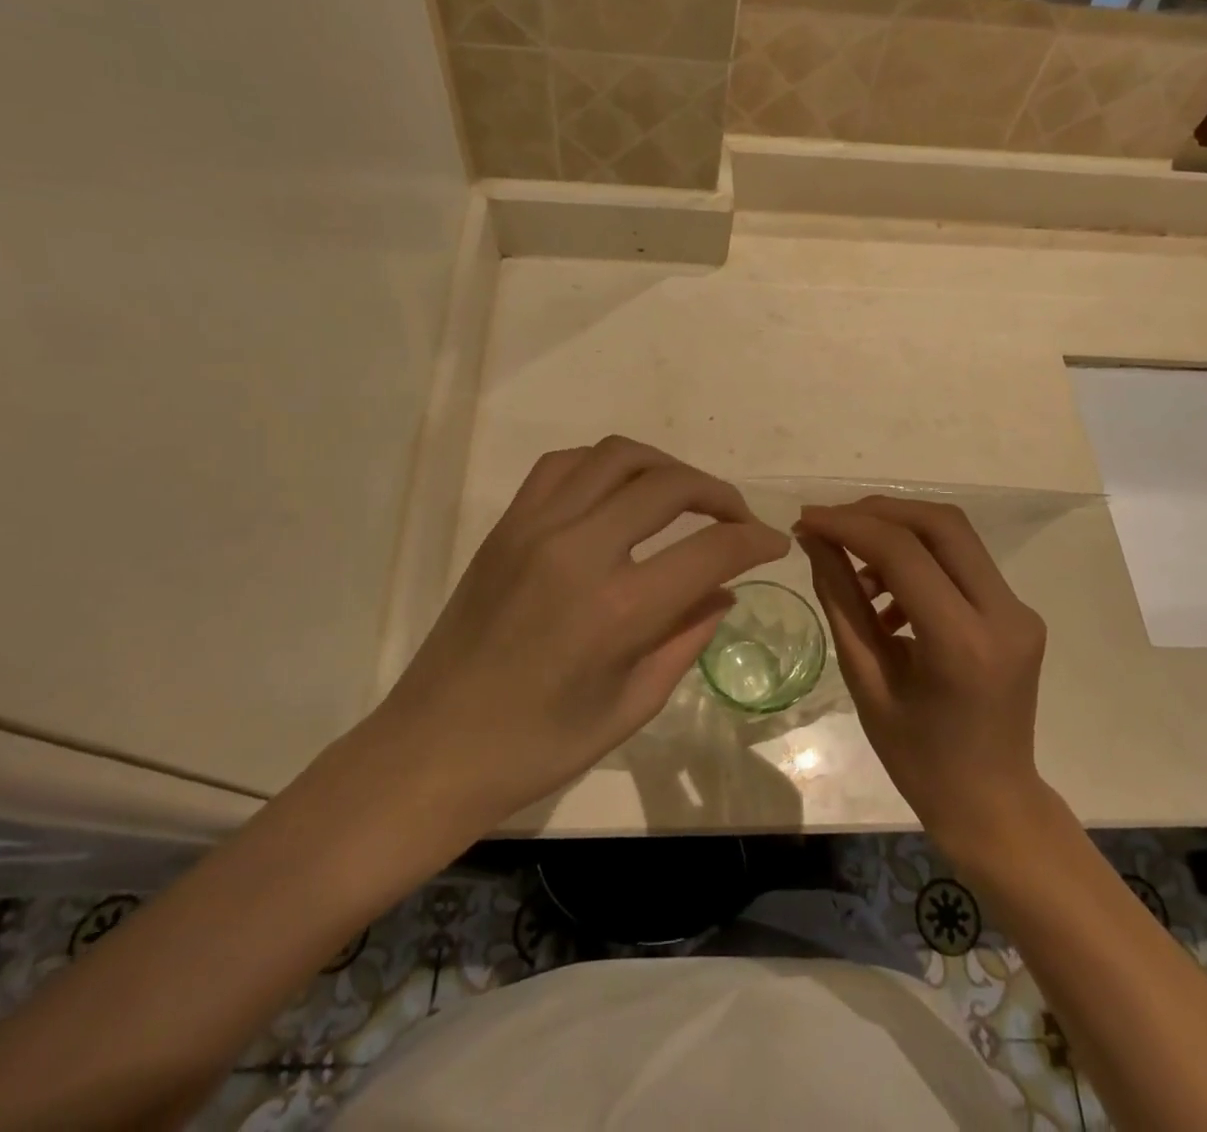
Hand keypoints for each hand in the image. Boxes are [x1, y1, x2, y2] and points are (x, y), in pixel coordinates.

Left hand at [381, 437, 788, 827]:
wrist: (432, 749)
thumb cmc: (537, 748)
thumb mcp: (630, 706)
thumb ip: (686, 639)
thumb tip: (724, 591)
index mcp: (617, 610)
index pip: (711, 549)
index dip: (755, 540)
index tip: (775, 543)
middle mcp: (578, 550)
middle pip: (669, 485)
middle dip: (719, 494)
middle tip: (737, 519)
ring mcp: (535, 528)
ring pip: (617, 456)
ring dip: (665, 467)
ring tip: (685, 496)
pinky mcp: (506, 525)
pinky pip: (564, 465)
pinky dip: (606, 465)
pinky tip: (619, 492)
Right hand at [798, 497, 1047, 862]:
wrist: (992, 802)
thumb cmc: (918, 757)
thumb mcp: (865, 679)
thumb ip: (841, 600)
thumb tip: (814, 540)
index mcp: (963, 643)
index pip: (903, 553)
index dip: (849, 525)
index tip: (806, 520)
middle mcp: (1004, 614)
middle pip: (940, 524)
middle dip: (877, 512)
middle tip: (829, 525)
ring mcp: (1019, 610)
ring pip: (954, 536)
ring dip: (898, 534)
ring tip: (854, 573)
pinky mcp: (1018, 612)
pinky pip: (962, 563)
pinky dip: (919, 560)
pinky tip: (887, 597)